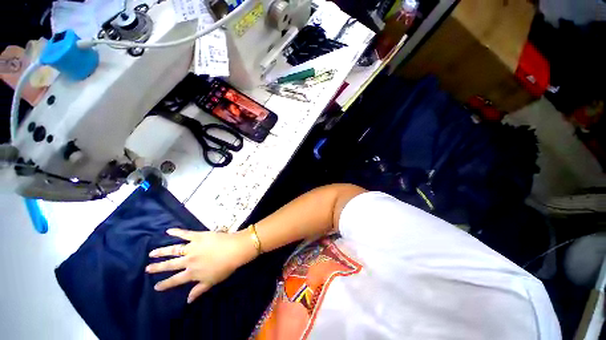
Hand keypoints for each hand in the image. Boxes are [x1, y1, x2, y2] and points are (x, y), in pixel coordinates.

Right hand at [146, 228, 256, 302]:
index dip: (165, 284)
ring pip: (173, 250)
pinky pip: (185, 233)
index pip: (175, 280)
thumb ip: (198, 290)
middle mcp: (188, 261)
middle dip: (158, 267)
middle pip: (170, 265)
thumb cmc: (225, 267)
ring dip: (162, 251)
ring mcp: (192, 247)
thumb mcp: (212, 281)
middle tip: (147, 268)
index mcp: (192, 273)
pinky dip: (177, 232)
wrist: (234, 249)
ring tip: (152, 252)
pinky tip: (168, 230)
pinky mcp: (198, 236)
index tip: (155, 287)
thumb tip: (188, 301)